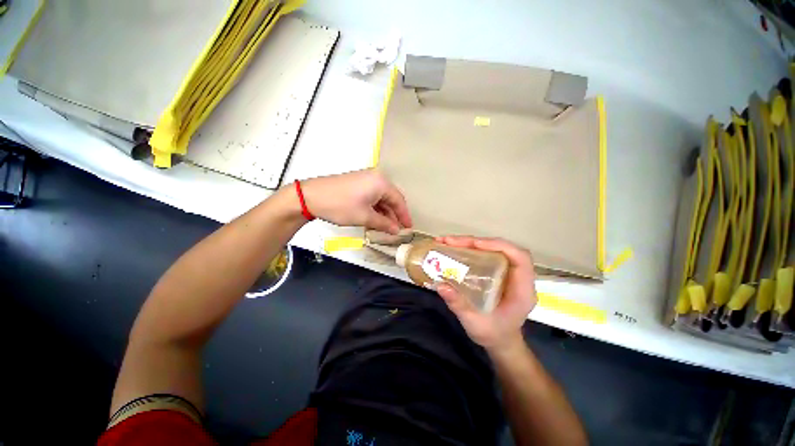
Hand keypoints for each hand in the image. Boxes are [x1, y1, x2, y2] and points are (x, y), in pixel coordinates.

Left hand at [300, 169, 412, 233]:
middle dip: (394, 215)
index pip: (399, 200)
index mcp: (381, 182)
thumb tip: (396, 230)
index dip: (404, 215)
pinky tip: (374, 219)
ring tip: (386, 228)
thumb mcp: (364, 217)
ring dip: (384, 213)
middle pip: (391, 198)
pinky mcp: (357, 183)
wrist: (310, 197)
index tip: (408, 228)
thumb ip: (383, 223)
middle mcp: (376, 178)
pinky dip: (375, 208)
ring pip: (381, 198)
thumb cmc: (340, 206)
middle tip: (396, 230)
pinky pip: (372, 196)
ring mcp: (365, 179)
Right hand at [436, 236, 536, 352]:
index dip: (498, 246)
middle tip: (450, 241)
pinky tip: (454, 250)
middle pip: (502, 249)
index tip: (474, 244)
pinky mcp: (497, 272)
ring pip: (492, 249)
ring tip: (447, 242)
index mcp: (521, 290)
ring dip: (470, 243)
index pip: (519, 257)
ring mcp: (507, 273)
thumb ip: (459, 304)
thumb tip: (440, 284)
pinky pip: (485, 255)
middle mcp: (517, 277)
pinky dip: (470, 249)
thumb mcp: (475, 323)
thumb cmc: (493, 335)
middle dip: (475, 242)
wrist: (501, 342)